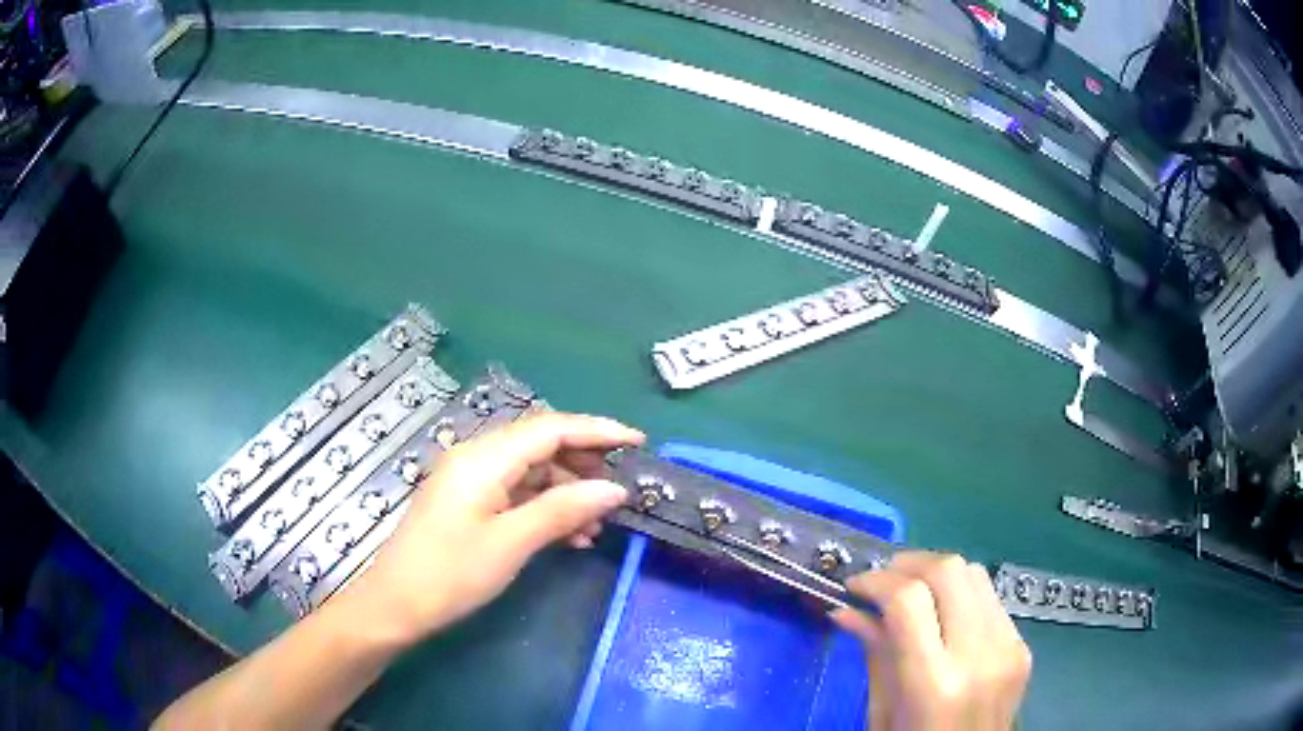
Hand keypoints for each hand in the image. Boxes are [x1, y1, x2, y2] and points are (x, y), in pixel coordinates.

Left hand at [344, 412, 643, 643]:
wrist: (396, 605)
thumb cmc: (450, 573)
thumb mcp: (511, 543)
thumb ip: (562, 510)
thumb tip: (613, 488)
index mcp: (483, 457)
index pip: (549, 427)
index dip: (596, 430)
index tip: (638, 442)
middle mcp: (477, 458)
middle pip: (541, 444)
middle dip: (584, 463)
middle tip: (622, 487)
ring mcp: (471, 481)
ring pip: (532, 472)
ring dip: (568, 492)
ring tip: (600, 524)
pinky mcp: (470, 503)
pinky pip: (517, 494)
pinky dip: (546, 509)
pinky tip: (571, 537)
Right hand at [832, 552, 1031, 730]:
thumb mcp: (881, 713)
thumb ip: (875, 655)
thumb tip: (847, 610)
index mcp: (935, 684)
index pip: (909, 600)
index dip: (877, 582)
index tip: (854, 586)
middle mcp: (979, 656)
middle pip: (949, 571)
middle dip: (908, 564)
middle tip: (881, 581)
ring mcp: (1009, 647)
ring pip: (975, 574)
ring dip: (937, 573)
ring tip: (911, 592)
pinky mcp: (1023, 646)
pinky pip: (990, 599)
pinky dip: (960, 595)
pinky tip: (943, 616)